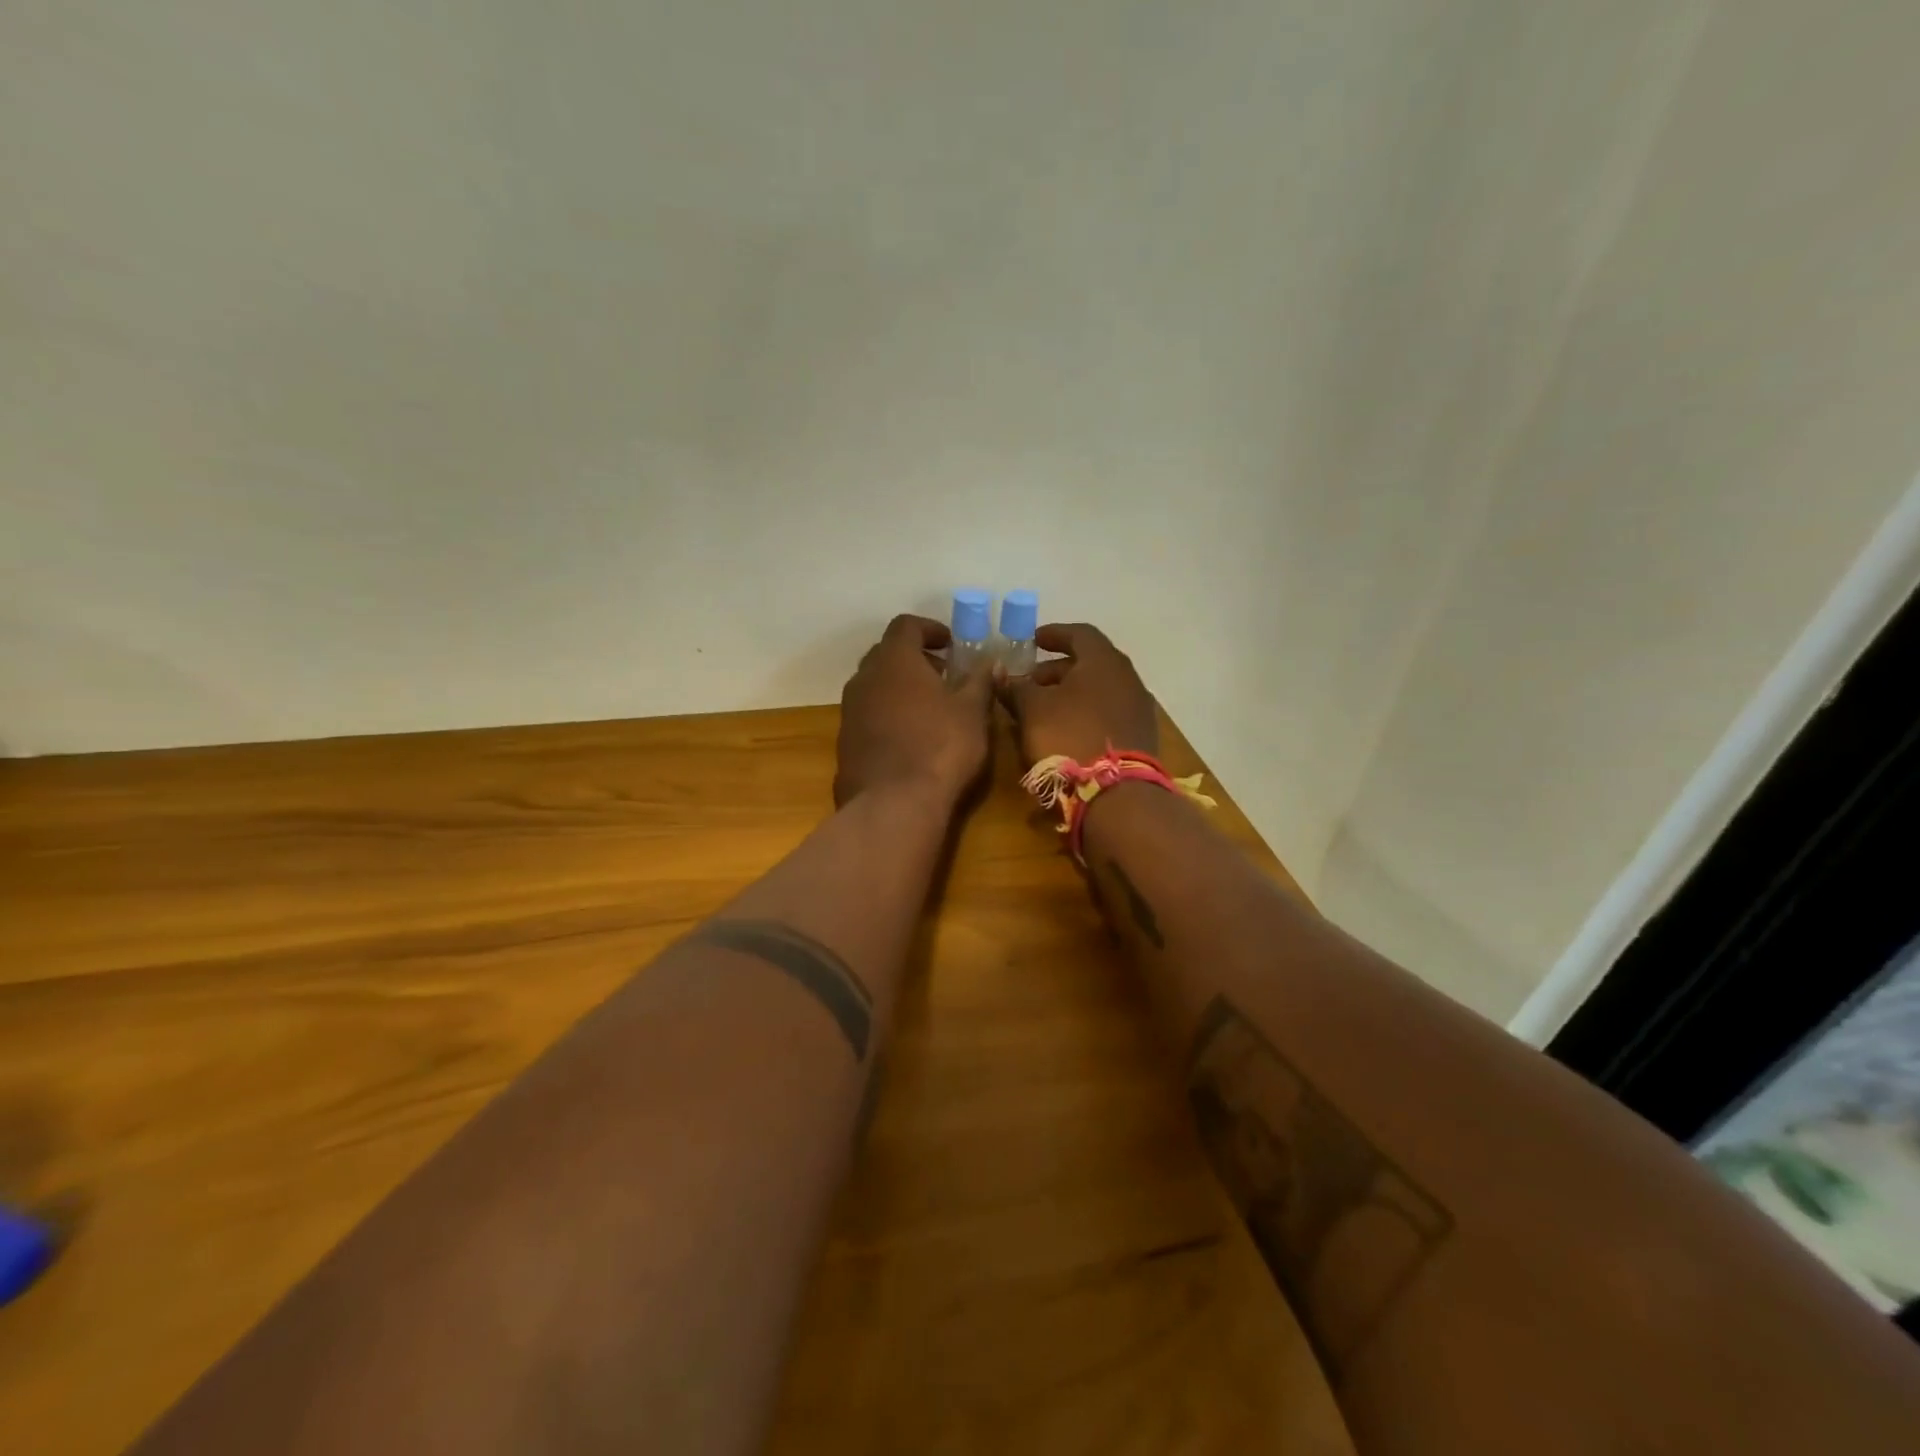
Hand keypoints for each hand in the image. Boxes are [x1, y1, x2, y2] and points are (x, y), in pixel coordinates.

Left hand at [835, 614, 993, 807]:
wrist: (893, 804)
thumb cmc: (940, 747)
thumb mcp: (972, 712)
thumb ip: (980, 681)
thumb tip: (990, 662)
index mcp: (894, 660)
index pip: (906, 625)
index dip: (929, 629)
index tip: (951, 643)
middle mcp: (864, 679)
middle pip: (886, 654)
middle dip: (914, 659)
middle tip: (943, 675)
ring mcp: (850, 712)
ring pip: (874, 686)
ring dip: (899, 689)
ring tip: (929, 709)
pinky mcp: (845, 743)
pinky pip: (867, 716)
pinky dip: (887, 715)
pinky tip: (910, 739)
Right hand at [999, 623, 1158, 765]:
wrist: (1116, 794)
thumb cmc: (1069, 737)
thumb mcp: (1032, 710)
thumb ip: (1016, 688)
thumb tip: (1002, 676)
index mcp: (1104, 661)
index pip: (1080, 633)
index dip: (1054, 634)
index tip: (1033, 641)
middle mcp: (1127, 678)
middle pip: (1090, 663)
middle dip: (1057, 670)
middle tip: (1031, 682)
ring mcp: (1138, 708)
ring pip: (1099, 690)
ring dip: (1071, 694)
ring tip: (1043, 709)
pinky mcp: (1140, 736)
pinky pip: (1108, 713)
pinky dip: (1086, 713)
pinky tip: (1066, 730)